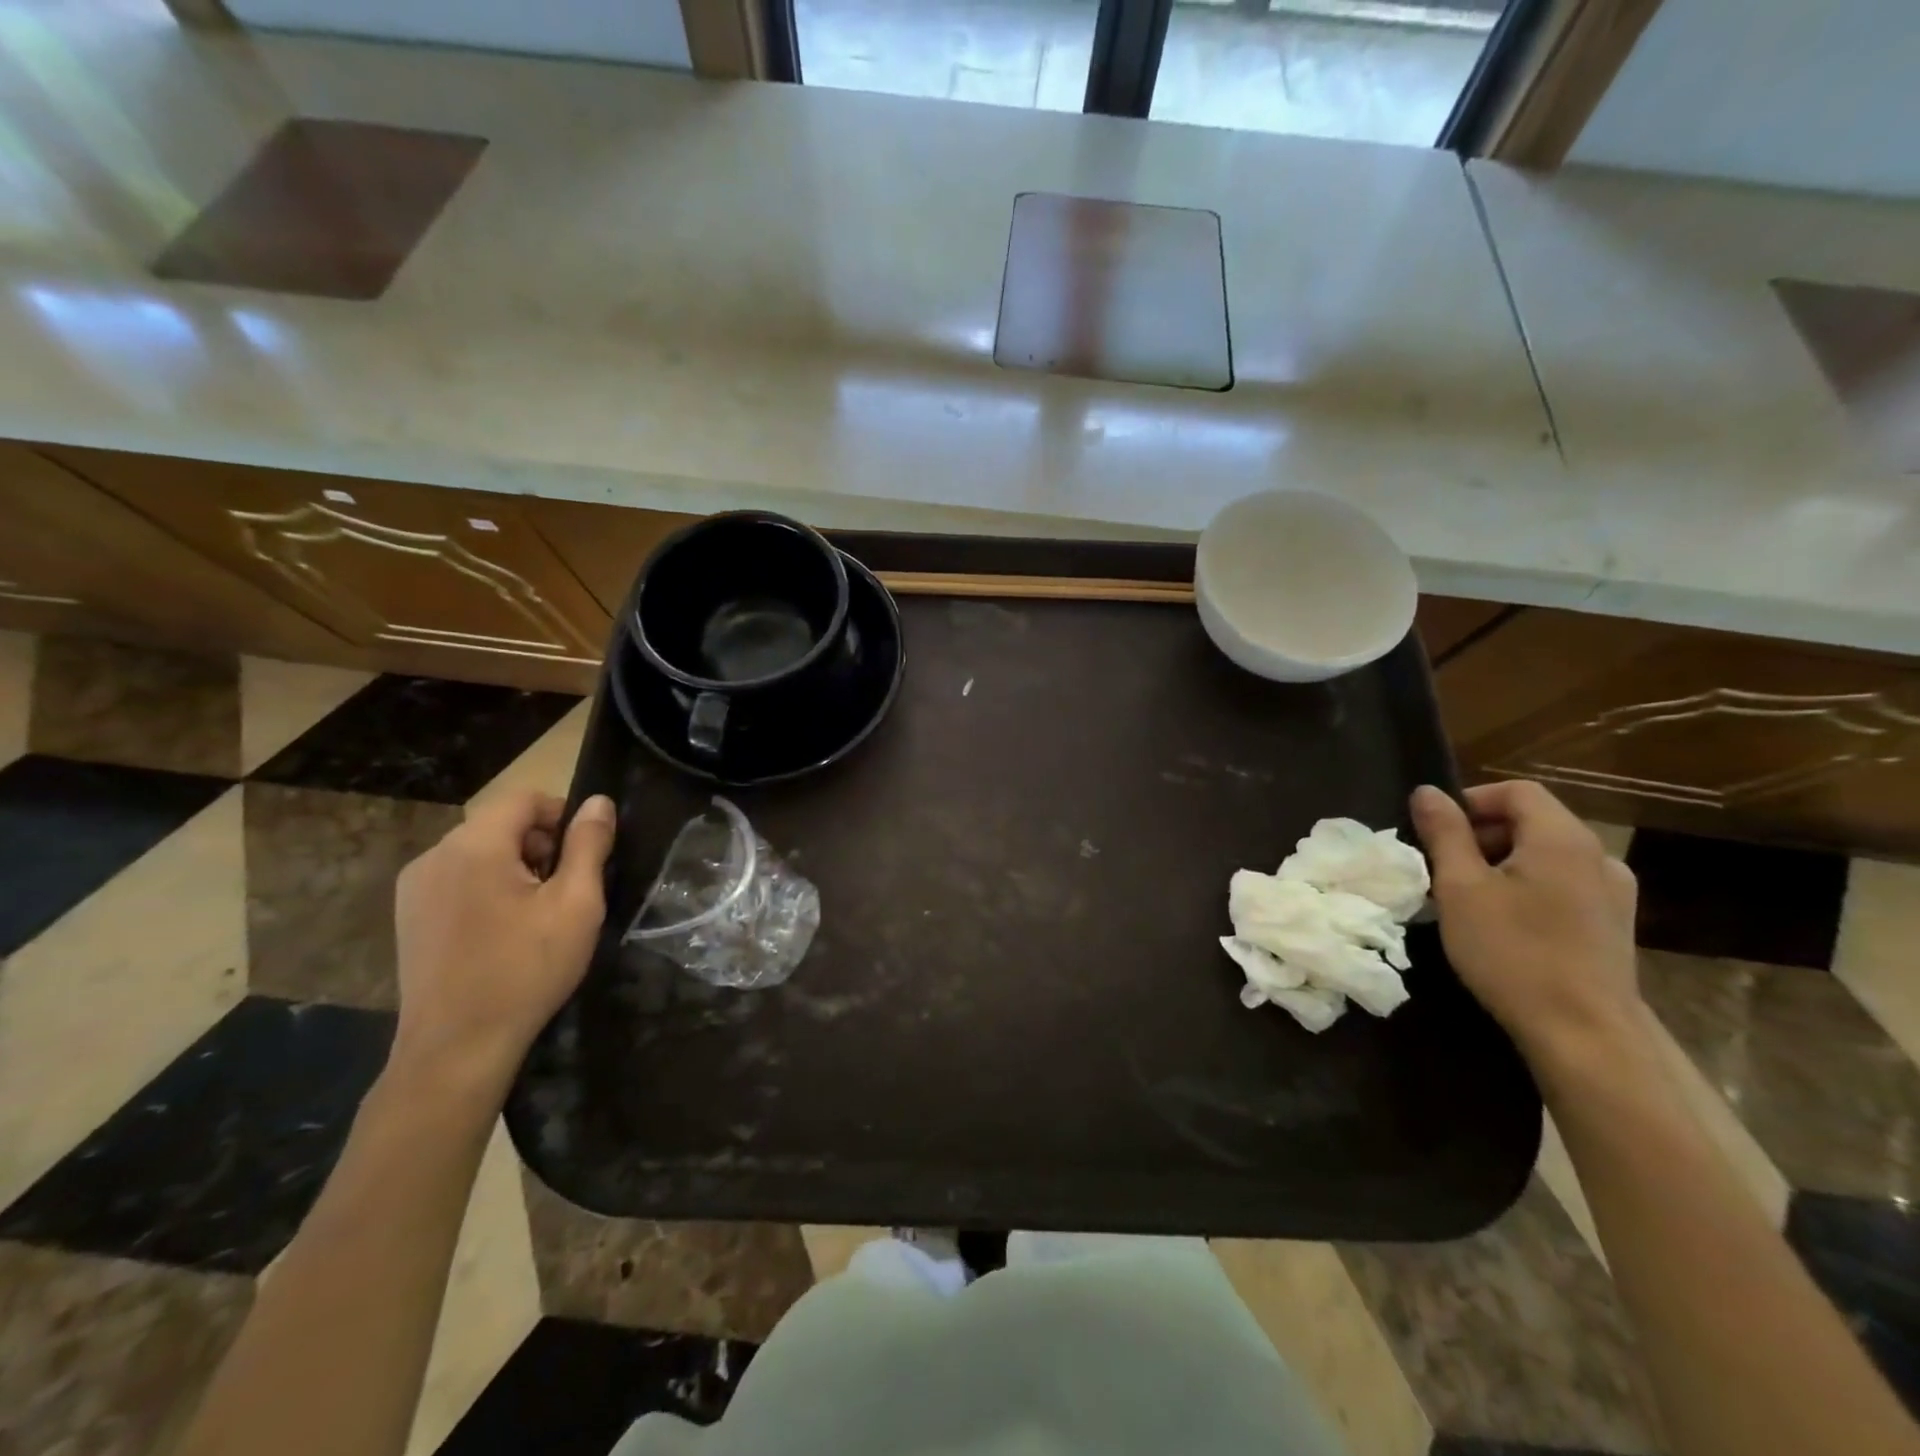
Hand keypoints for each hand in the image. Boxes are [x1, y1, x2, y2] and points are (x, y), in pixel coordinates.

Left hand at [391, 790, 616, 1093]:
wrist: (456, 1047)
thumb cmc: (526, 969)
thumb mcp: (576, 904)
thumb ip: (589, 846)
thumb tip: (598, 803)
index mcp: (473, 847)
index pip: (524, 798)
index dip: (562, 814)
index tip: (585, 853)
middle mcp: (434, 856)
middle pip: (499, 823)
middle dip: (541, 844)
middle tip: (567, 888)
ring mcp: (414, 889)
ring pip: (478, 852)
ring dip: (516, 866)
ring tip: (538, 913)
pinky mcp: (409, 917)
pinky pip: (458, 879)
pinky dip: (488, 887)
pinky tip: (504, 930)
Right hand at [1410, 781, 1644, 1071]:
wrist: (1585, 1033)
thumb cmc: (1513, 952)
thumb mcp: (1461, 888)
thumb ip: (1444, 833)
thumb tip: (1427, 792)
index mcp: (1562, 838)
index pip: (1517, 791)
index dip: (1471, 801)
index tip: (1437, 833)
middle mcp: (1597, 855)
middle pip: (1533, 820)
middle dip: (1482, 834)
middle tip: (1443, 868)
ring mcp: (1613, 892)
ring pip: (1546, 855)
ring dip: (1503, 862)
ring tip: (1469, 898)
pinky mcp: (1614, 924)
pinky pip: (1563, 883)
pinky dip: (1529, 887)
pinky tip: (1507, 923)